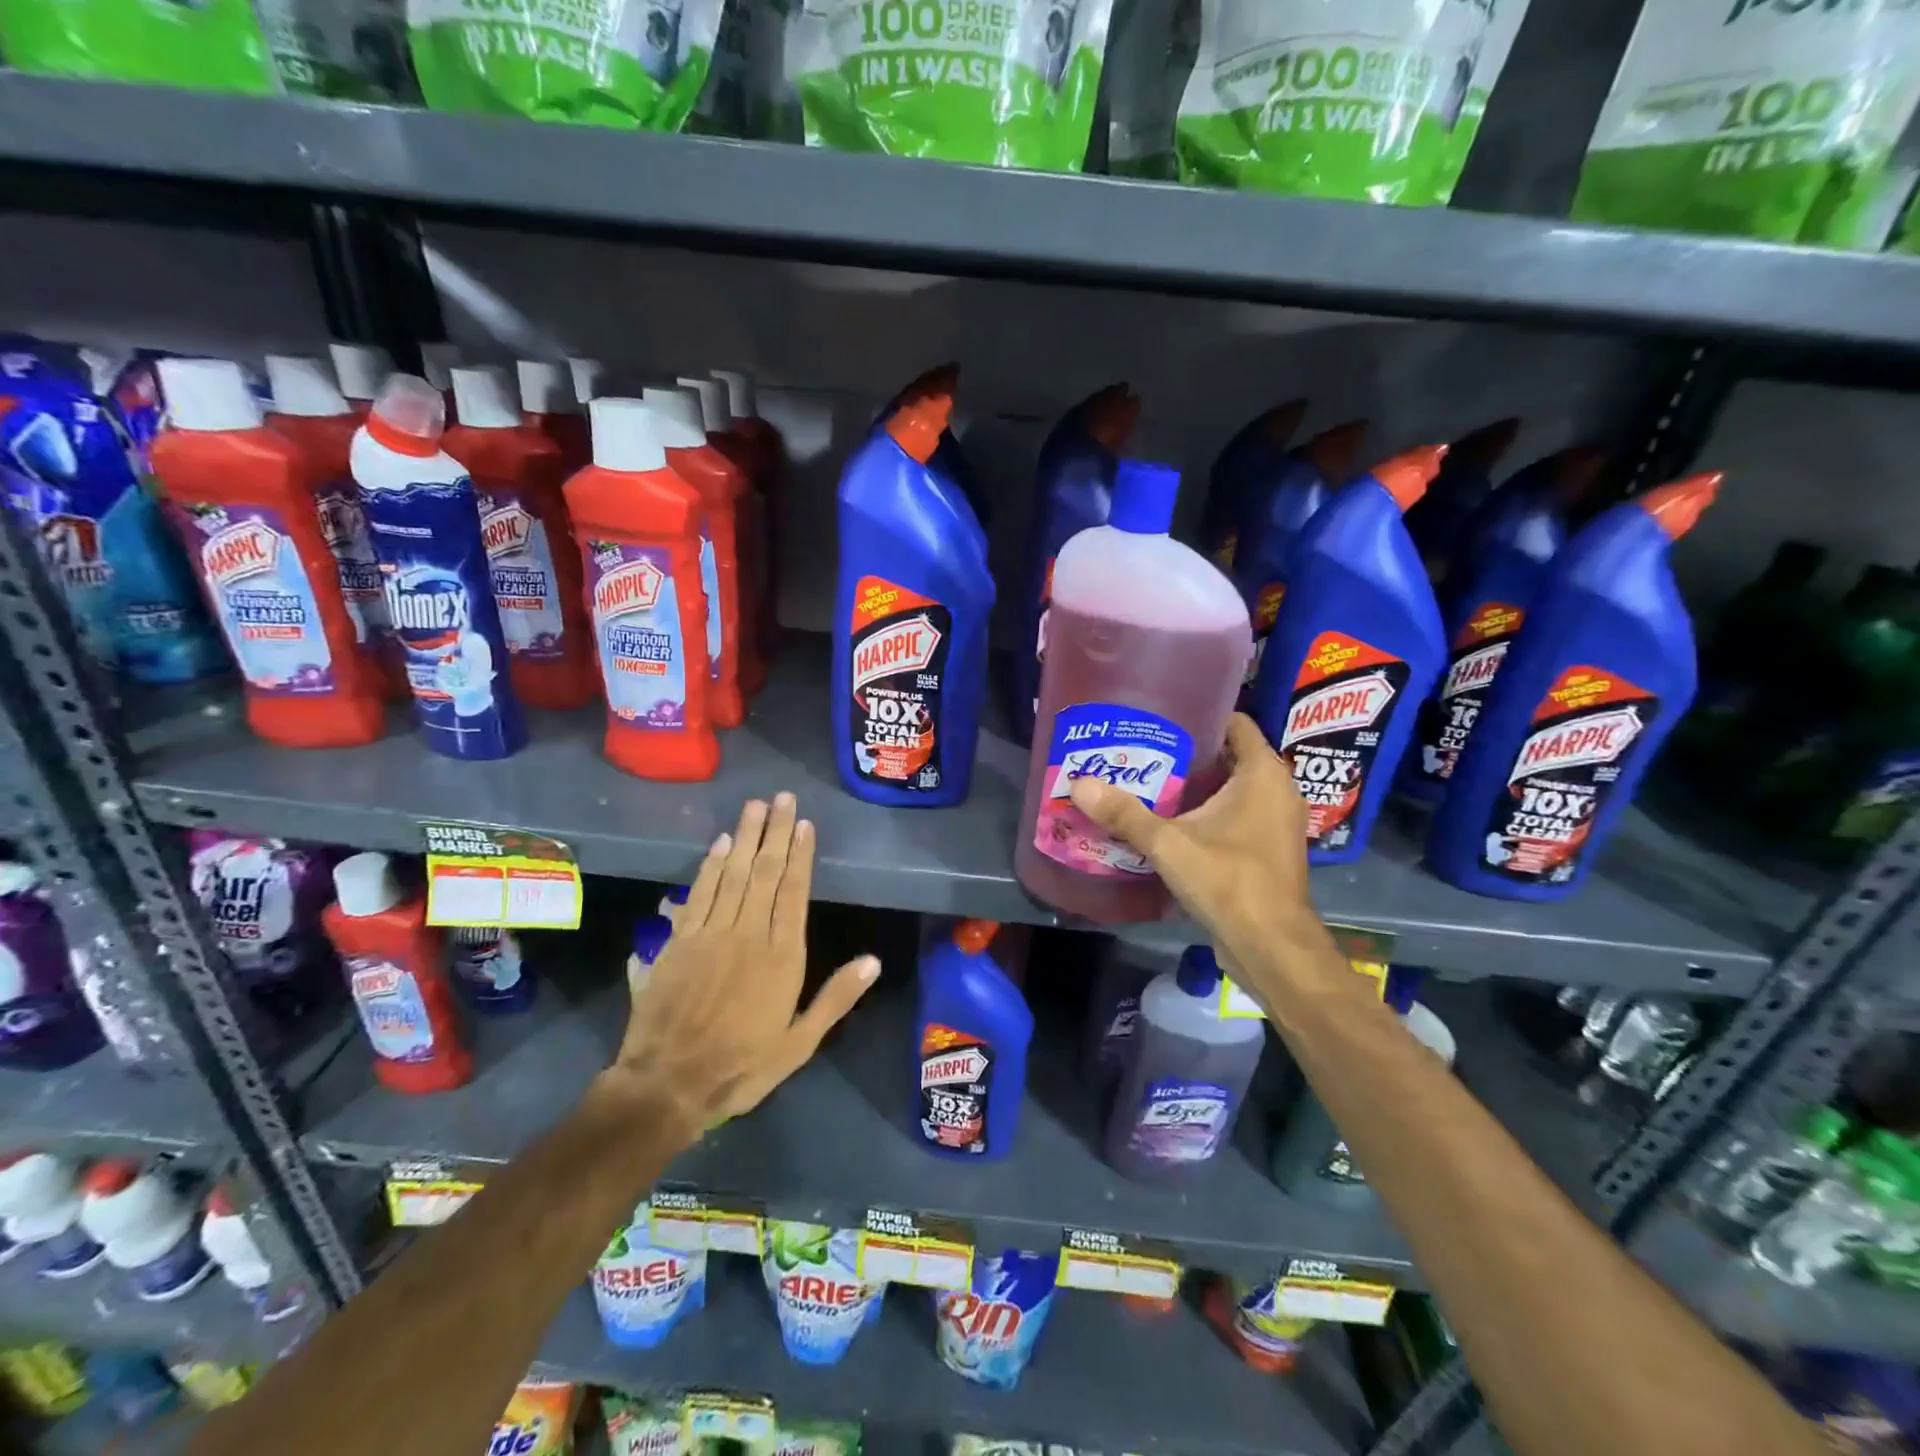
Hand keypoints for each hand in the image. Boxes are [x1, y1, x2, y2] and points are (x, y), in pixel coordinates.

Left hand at [604, 793, 879, 1136]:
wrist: (669, 1083)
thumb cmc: (742, 1065)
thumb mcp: (800, 1043)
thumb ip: (835, 998)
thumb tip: (873, 961)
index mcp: (782, 956)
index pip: (794, 892)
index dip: (800, 855)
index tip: (803, 823)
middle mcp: (748, 934)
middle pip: (764, 872)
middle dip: (774, 832)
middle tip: (781, 797)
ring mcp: (711, 933)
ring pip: (732, 874)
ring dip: (745, 836)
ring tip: (754, 805)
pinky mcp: (680, 941)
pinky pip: (699, 893)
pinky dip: (710, 865)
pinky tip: (720, 843)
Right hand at [1067, 714, 1327, 977]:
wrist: (1271, 946)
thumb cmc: (1228, 880)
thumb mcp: (1168, 844)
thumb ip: (1124, 813)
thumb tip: (1079, 784)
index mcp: (1263, 773)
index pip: (1235, 723)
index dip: (1200, 715)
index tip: (1161, 717)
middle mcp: (1278, 790)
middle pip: (1229, 756)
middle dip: (1189, 753)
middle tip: (1144, 749)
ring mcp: (1276, 821)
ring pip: (1233, 789)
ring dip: (1197, 786)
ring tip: (1150, 781)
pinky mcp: (1269, 848)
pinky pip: (1237, 815)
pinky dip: (1209, 812)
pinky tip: (1172, 820)